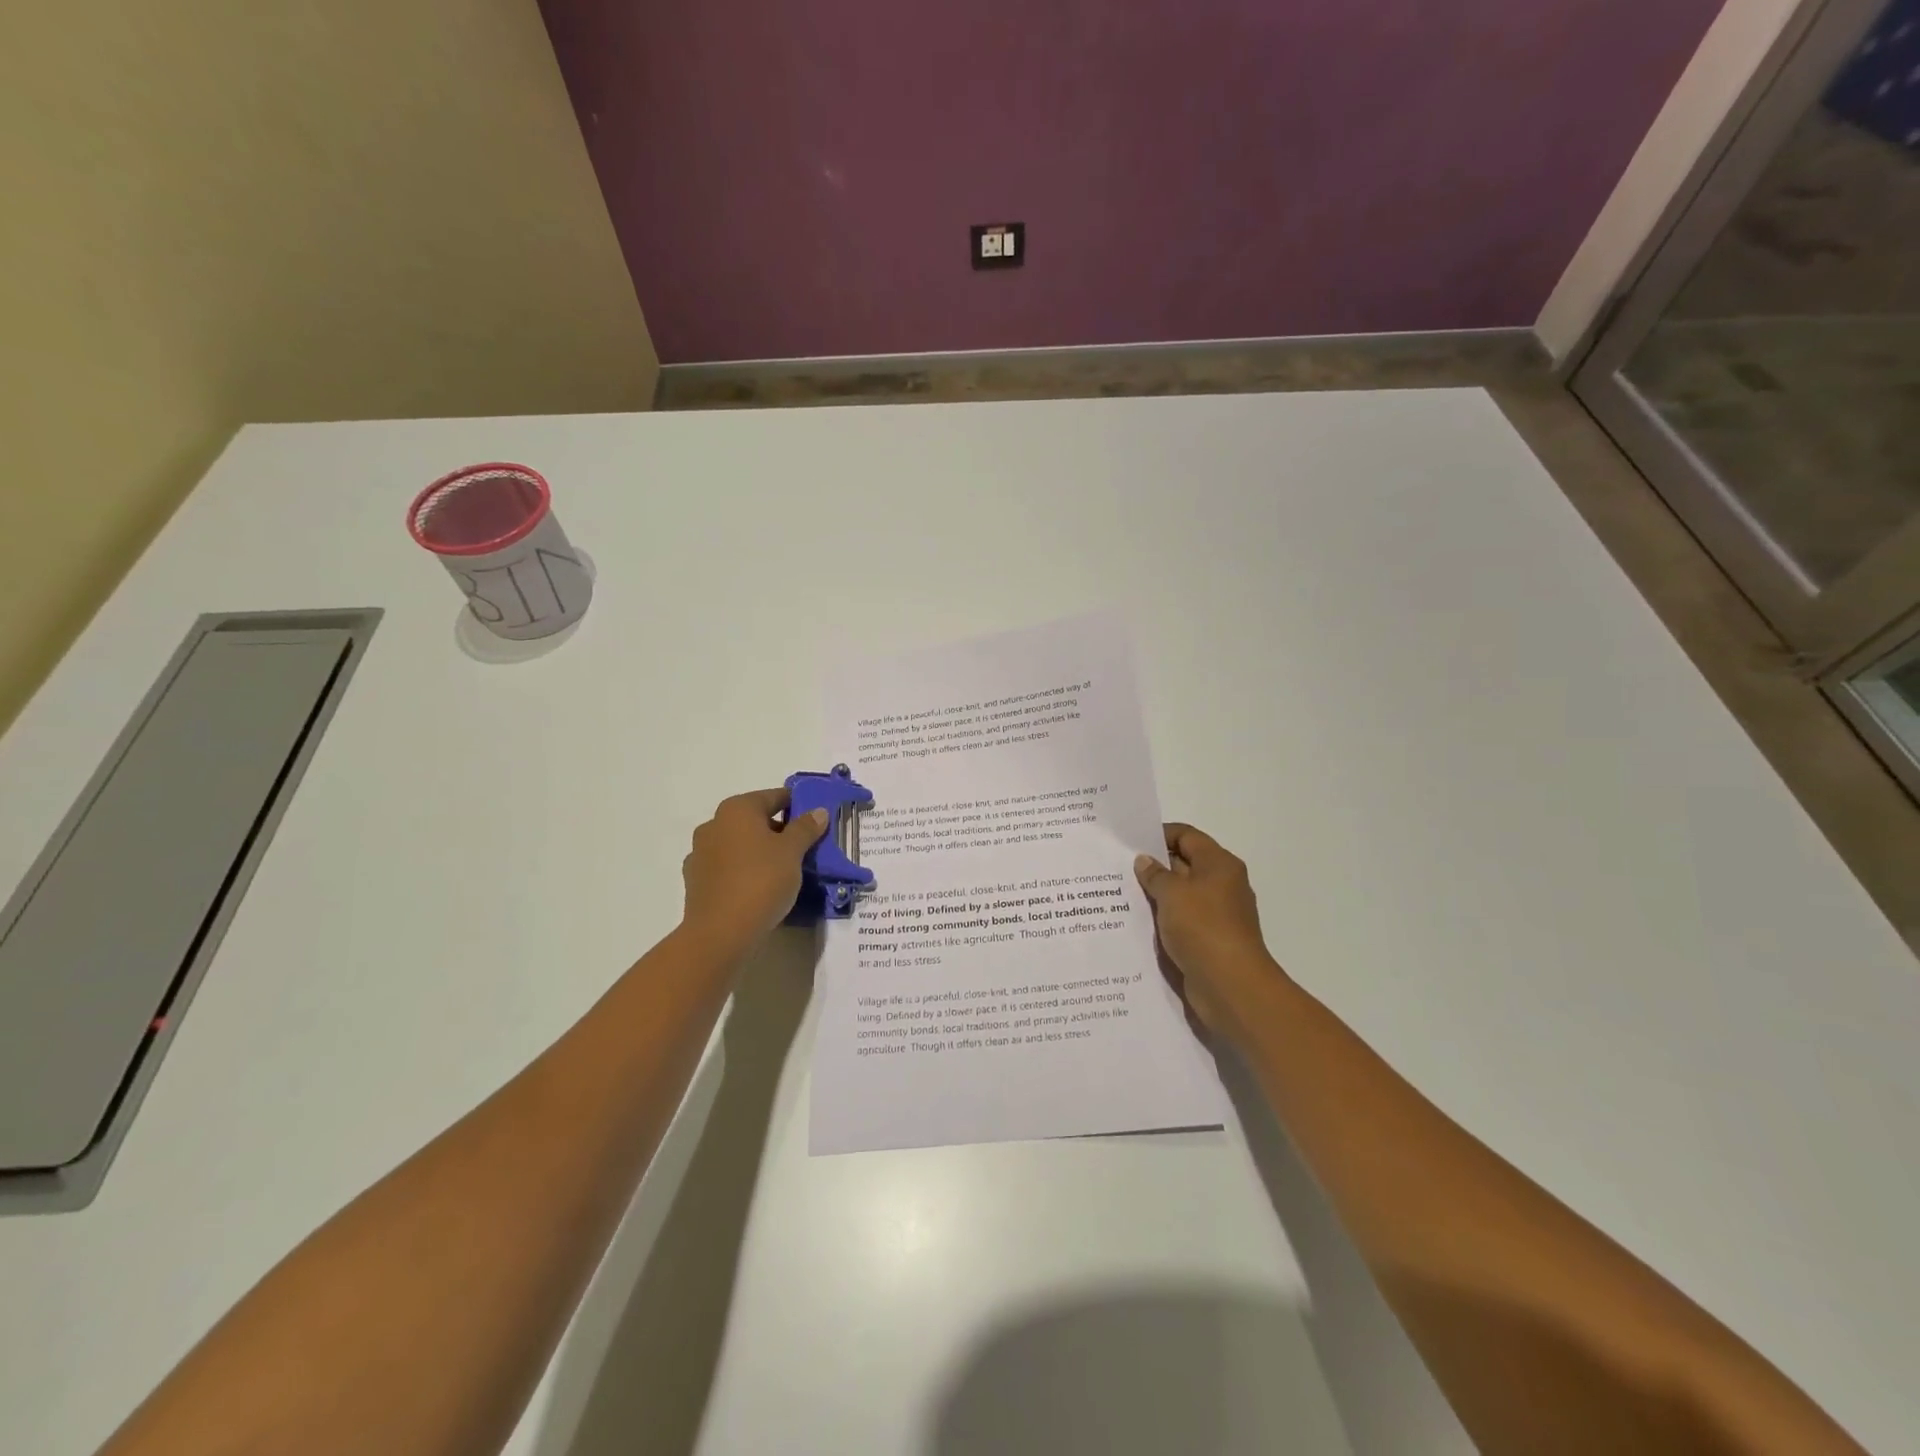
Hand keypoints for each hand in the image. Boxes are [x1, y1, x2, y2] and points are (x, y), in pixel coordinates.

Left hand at [680, 788, 827, 959]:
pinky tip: (758, 888)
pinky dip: (743, 871)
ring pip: (739, 844)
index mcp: (737, 809)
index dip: (797, 805)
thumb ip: (805, 828)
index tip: (816, 820)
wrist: (720, 933)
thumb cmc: (761, 881)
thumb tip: (817, 811)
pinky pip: (727, 868)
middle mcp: (714, 824)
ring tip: (783, 871)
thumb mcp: (793, 852)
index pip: (774, 797)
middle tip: (804, 849)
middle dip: (779, 831)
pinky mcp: (696, 881)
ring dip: (759, 851)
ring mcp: (700, 853)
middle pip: (755, 820)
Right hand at [1135, 823, 1284, 1037]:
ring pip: (1180, 895)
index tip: (1129, 841)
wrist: (1231, 986)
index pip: (1187, 836)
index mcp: (1219, 864)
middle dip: (1153, 866)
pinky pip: (1180, 920)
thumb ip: (1155, 874)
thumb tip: (1144, 861)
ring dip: (1154, 895)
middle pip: (1183, 864)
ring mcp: (1216, 914)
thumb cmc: (1203, 928)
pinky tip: (1135, 921)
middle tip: (1116, 867)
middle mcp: (1221, 884)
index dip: (1159, 834)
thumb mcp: (1172, 894)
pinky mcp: (1208, 939)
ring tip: (1118, 893)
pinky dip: (1162, 918)